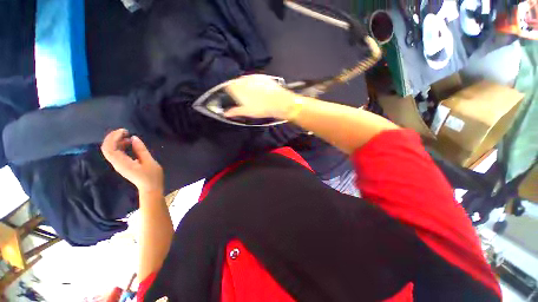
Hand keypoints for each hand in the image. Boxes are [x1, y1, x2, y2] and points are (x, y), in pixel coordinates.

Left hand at [101, 129, 163, 195]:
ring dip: (117, 141)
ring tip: (129, 137)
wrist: (151, 188)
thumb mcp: (149, 162)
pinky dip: (120, 146)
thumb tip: (134, 138)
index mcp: (122, 163)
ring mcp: (118, 165)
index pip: (109, 148)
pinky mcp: (122, 165)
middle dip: (113, 137)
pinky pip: (116, 153)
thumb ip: (141, 150)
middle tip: (125, 131)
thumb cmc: (152, 176)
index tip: (124, 131)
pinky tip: (129, 144)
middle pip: (107, 148)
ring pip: (110, 150)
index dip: (113, 137)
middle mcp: (117, 163)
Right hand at [224, 74, 297, 119]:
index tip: (230, 96)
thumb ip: (235, 111)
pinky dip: (254, 84)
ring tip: (251, 95)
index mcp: (238, 88)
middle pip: (236, 82)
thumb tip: (225, 113)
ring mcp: (254, 77)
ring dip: (245, 86)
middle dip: (237, 88)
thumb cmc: (262, 108)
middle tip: (242, 98)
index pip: (228, 86)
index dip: (228, 91)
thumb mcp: (247, 112)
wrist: (279, 102)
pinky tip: (259, 91)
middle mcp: (245, 80)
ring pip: (245, 80)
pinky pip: (254, 79)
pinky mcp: (263, 77)